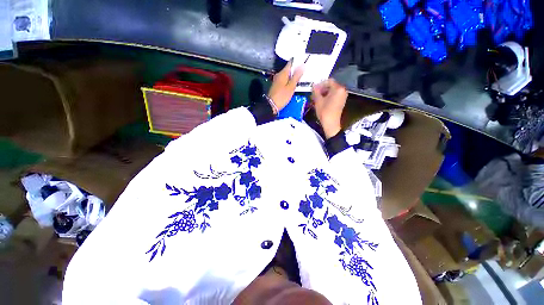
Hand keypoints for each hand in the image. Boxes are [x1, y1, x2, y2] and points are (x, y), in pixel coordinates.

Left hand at [268, 61, 304, 113]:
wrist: (271, 106)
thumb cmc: (282, 96)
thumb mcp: (291, 87)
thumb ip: (297, 76)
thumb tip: (302, 65)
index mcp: (283, 73)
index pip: (291, 63)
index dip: (298, 62)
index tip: (305, 62)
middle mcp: (279, 74)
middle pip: (289, 69)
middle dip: (296, 69)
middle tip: (305, 71)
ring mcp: (277, 80)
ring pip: (287, 75)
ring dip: (293, 76)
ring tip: (301, 77)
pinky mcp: (277, 86)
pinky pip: (285, 80)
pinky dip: (290, 81)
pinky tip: (294, 84)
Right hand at [312, 79, 347, 138]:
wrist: (331, 124)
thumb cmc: (324, 111)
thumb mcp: (318, 100)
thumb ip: (316, 91)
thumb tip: (314, 85)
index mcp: (338, 89)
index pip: (328, 81)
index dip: (320, 84)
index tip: (313, 89)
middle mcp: (342, 90)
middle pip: (330, 86)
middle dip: (321, 89)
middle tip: (314, 94)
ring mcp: (343, 96)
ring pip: (331, 91)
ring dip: (323, 93)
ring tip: (316, 98)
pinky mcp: (341, 101)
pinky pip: (334, 95)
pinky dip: (327, 97)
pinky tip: (321, 101)